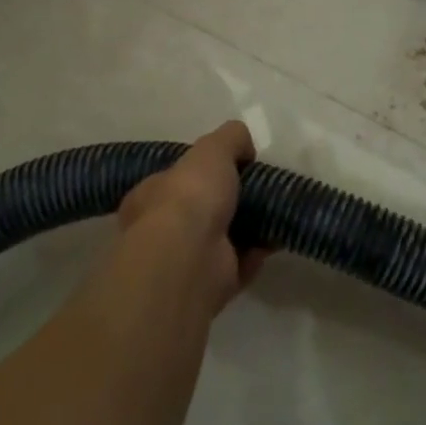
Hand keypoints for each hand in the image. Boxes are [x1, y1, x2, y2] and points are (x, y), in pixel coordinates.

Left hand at [117, 120, 266, 313]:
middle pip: (201, 211)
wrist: (189, 259)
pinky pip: (239, 264)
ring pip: (222, 239)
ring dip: (248, 228)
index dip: (201, 172)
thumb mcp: (212, 149)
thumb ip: (230, 139)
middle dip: (229, 202)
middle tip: (259, 189)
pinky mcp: (210, 286)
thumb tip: (244, 147)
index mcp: (148, 197)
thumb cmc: (189, 196)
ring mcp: (185, 262)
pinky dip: (258, 252)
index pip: (174, 180)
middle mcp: (160, 232)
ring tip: (276, 210)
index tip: (233, 166)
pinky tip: (277, 236)